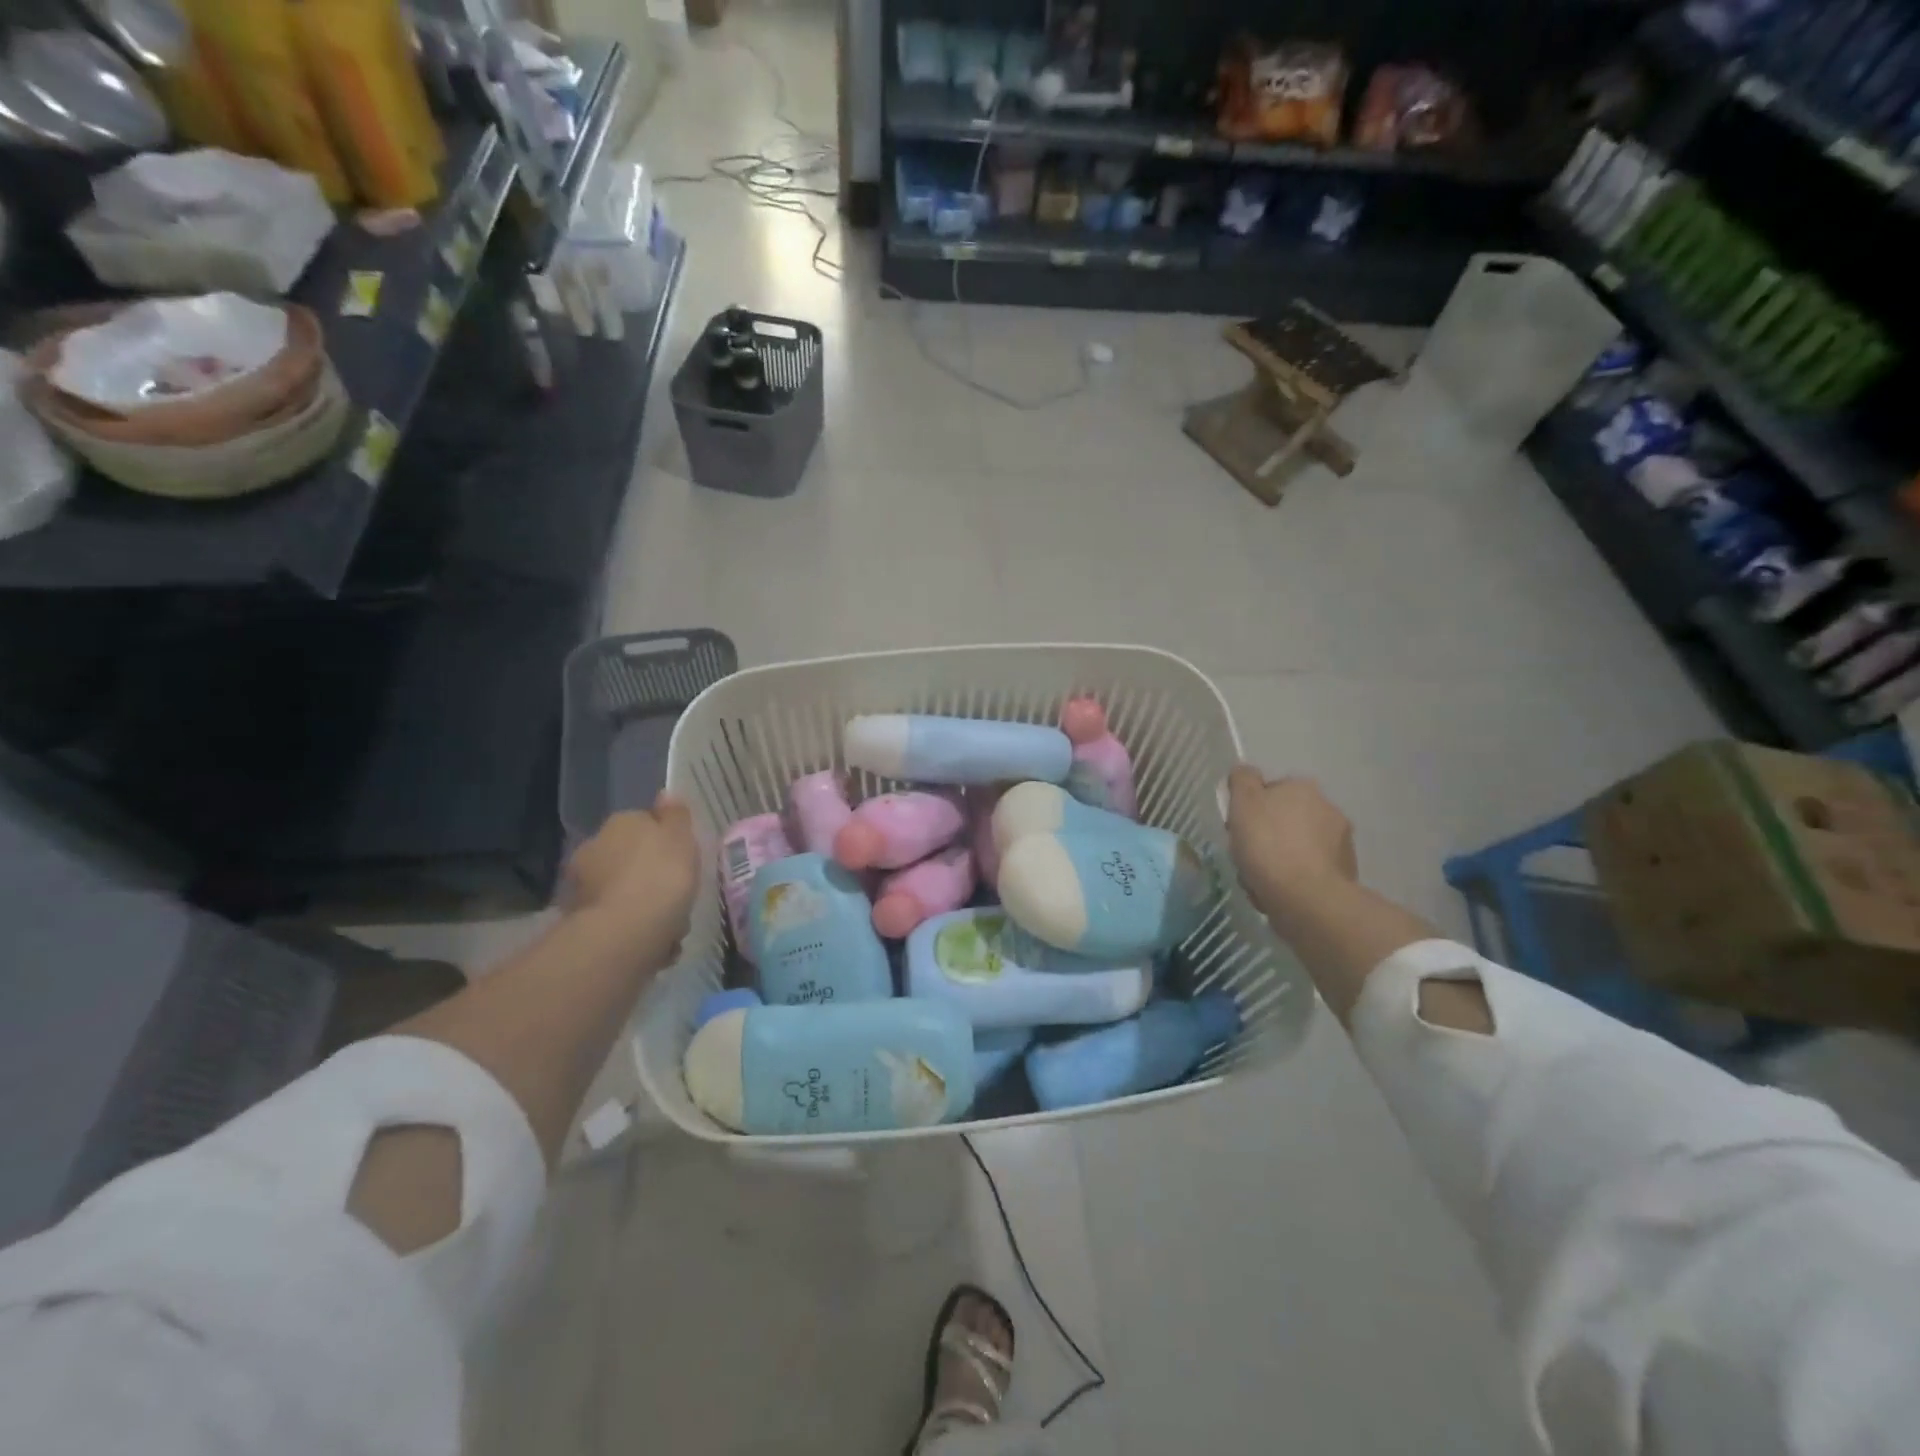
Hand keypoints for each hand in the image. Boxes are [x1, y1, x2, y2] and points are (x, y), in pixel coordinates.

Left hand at [562, 794, 699, 967]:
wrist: (626, 932)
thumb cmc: (662, 876)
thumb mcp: (681, 838)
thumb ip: (675, 816)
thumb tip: (665, 793)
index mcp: (621, 823)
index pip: (644, 823)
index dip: (666, 842)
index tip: (683, 860)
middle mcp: (595, 847)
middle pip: (630, 858)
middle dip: (649, 875)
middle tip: (677, 895)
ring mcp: (583, 885)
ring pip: (623, 890)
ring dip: (642, 904)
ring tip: (670, 927)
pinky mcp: (582, 921)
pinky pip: (617, 919)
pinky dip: (633, 929)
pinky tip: (655, 944)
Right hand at [1226, 767, 1356, 921]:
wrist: (1306, 898)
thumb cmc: (1268, 845)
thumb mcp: (1243, 803)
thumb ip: (1242, 780)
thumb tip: (1245, 771)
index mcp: (1303, 788)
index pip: (1270, 790)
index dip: (1249, 810)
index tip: (1237, 829)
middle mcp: (1328, 809)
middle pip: (1284, 820)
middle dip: (1267, 836)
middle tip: (1247, 857)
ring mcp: (1341, 843)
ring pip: (1296, 847)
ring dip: (1280, 859)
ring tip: (1260, 882)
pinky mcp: (1345, 874)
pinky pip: (1309, 872)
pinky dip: (1294, 879)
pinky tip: (1278, 894)